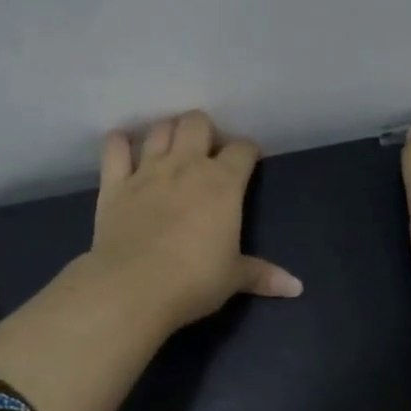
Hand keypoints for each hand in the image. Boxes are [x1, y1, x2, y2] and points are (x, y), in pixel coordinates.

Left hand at [83, 110, 302, 335]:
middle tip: (206, 154)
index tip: (249, 162)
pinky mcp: (114, 184)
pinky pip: (114, 148)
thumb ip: (262, 275)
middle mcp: (186, 165)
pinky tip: (123, 148)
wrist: (133, 288)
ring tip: (170, 148)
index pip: (242, 148)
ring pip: (159, 129)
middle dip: (205, 131)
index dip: (248, 151)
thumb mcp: (233, 278)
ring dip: (167, 132)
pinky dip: (119, 143)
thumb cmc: (194, 281)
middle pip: (197, 122)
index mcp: (223, 183)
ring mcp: (147, 170)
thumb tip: (296, 287)